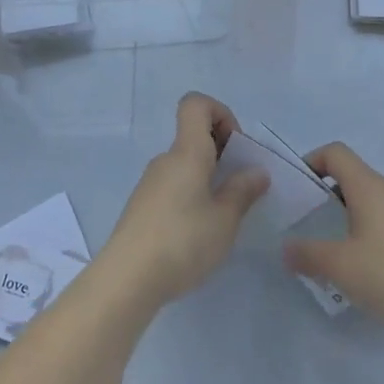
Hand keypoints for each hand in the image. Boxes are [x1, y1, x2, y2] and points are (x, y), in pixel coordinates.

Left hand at [100, 93, 269, 306]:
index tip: (236, 148)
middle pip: (193, 136)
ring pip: (185, 164)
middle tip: (240, 187)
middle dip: (222, 152)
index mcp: (186, 152)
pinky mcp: (142, 207)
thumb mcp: (224, 220)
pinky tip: (198, 232)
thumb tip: (257, 171)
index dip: (221, 113)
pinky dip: (191, 195)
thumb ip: (243, 191)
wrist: (127, 279)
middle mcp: (166, 159)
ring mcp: (150, 183)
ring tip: (223, 216)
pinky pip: (173, 186)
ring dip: (208, 178)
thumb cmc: (182, 241)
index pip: (196, 104)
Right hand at [283, 143, 383, 343]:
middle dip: (333, 197)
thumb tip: (287, 248)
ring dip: (358, 218)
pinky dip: (381, 234)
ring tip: (348, 254)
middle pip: (357, 178)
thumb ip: (308, 254)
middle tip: (319, 228)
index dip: (314, 160)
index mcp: (370, 187)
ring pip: (379, 202)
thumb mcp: (340, 267)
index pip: (336, 153)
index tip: (301, 187)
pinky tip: (379, 269)